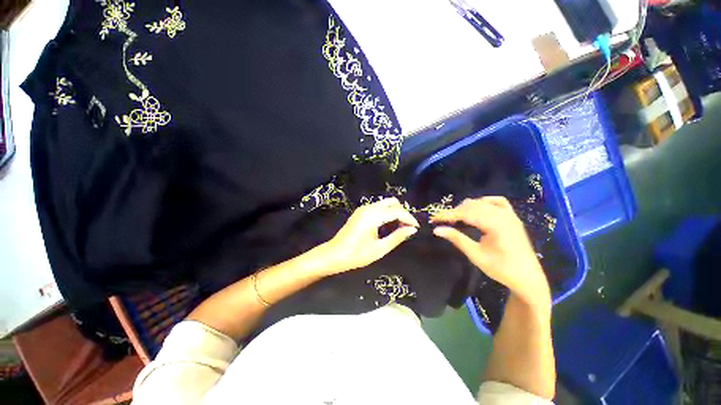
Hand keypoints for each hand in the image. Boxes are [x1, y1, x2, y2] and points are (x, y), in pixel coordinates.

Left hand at [321, 198, 419, 274]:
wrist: (334, 255)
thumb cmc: (356, 255)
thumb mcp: (379, 249)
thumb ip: (397, 237)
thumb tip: (412, 230)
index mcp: (373, 216)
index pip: (397, 211)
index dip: (409, 218)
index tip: (417, 228)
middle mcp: (368, 208)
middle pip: (392, 203)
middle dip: (402, 213)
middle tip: (408, 227)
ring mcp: (363, 208)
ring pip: (385, 203)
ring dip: (395, 212)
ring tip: (400, 227)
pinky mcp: (360, 212)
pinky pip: (378, 207)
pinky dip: (387, 213)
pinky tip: (389, 225)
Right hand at [431, 197, 549, 306]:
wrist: (528, 278)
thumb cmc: (501, 269)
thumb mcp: (476, 255)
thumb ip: (457, 239)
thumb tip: (437, 230)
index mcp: (495, 225)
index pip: (465, 213)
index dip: (448, 215)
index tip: (434, 219)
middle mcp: (503, 215)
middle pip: (472, 205)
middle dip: (454, 211)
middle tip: (441, 221)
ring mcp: (509, 214)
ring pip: (482, 203)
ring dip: (466, 208)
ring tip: (456, 218)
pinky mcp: (512, 217)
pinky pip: (497, 202)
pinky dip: (484, 202)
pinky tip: (477, 208)